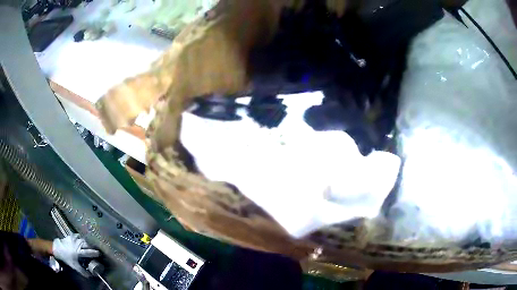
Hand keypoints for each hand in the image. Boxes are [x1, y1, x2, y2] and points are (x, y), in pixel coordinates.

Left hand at [52, 234, 99, 276]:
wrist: (58, 248)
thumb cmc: (67, 258)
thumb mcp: (74, 266)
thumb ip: (82, 271)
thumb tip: (90, 276)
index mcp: (79, 252)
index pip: (89, 252)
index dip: (95, 253)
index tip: (99, 254)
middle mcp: (78, 244)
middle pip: (87, 244)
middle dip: (92, 247)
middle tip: (94, 250)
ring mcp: (74, 238)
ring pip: (83, 239)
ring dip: (87, 242)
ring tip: (89, 246)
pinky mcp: (71, 235)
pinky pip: (78, 236)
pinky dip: (81, 238)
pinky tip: (81, 241)